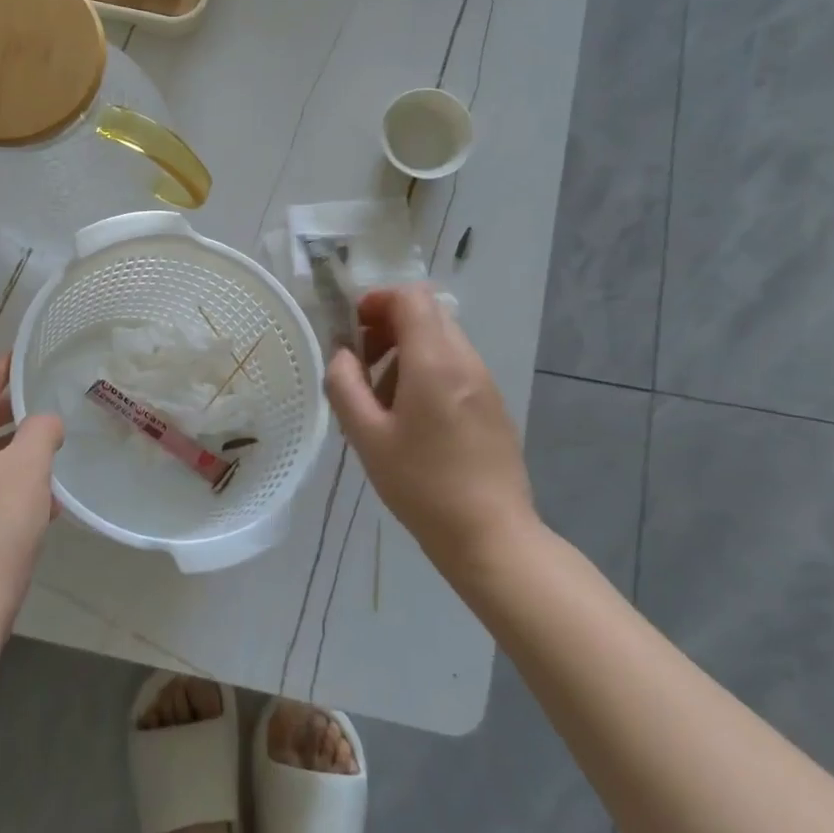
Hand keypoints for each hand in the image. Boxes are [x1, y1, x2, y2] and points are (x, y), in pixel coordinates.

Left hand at [0, 357, 63, 628]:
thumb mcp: (28, 469)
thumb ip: (41, 432)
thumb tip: (44, 423)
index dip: (2, 370)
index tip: (23, 355)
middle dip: (12, 415)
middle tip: (45, 403)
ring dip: (12, 456)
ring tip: (50, 457)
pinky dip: (4, 488)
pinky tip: (39, 506)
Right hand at [323, 285, 536, 578]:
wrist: (490, 535)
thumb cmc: (421, 485)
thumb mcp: (367, 437)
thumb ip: (345, 386)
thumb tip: (341, 355)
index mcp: (434, 362)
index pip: (411, 297)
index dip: (377, 301)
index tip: (352, 328)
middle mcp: (465, 360)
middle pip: (427, 314)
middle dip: (388, 325)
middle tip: (361, 362)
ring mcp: (484, 381)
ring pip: (441, 339)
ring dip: (406, 350)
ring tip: (381, 397)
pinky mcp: (492, 403)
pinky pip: (455, 365)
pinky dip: (426, 370)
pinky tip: (411, 417)